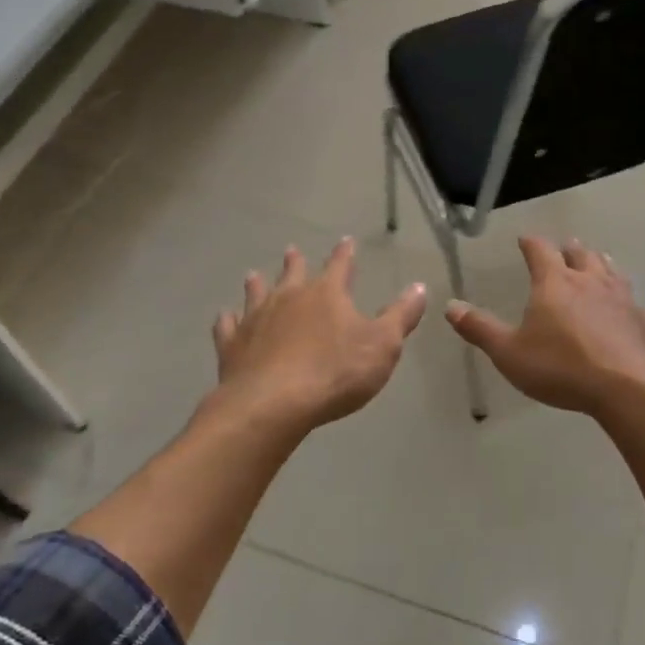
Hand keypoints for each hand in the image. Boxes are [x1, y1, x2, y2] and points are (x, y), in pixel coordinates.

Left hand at [212, 239, 427, 433]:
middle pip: (292, 273)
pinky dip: (227, 321)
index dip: (345, 253)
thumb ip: (401, 316)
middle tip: (291, 250)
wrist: (273, 404)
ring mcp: (256, 319)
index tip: (346, 241)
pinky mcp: (232, 345)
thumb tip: (419, 287)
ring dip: (257, 284)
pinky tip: (225, 318)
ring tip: (254, 276)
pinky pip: (227, 327)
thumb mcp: (383, 346)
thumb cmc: (335, 373)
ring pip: (256, 293)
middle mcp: (289, 297)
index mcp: (327, 294)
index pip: (340, 265)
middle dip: (295, 262)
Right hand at [445, 237, 644, 416]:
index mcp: (554, 282)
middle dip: (570, 249)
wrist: (627, 387)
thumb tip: (450, 306)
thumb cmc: (560, 367)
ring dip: (600, 263)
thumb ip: (480, 328)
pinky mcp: (643, 320)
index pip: (540, 250)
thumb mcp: (509, 352)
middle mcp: (589, 280)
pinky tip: (626, 308)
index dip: (531, 243)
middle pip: (580, 254)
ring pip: (611, 270)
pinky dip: (625, 299)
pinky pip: (633, 301)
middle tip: (565, 248)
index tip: (525, 240)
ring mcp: (621, 298)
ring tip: (597, 262)